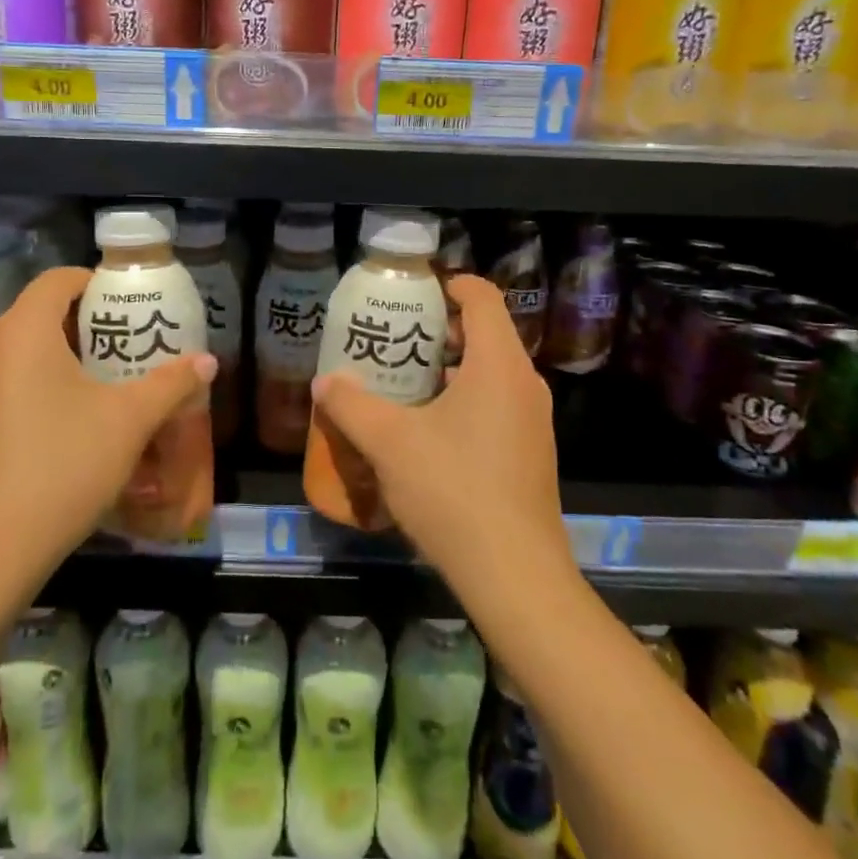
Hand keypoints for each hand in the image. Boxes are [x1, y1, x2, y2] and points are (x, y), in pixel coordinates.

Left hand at [0, 266, 216, 570]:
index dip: (97, 283)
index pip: (58, 280)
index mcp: (23, 332)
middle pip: (43, 315)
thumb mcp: (129, 420)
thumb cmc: (64, 463)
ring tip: (113, 383)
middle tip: (133, 345)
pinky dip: (46, 387)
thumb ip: (171, 384)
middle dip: (91, 325)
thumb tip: (208, 361)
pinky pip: (13, 385)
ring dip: (70, 359)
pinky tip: (77, 424)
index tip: (132, 306)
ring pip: (28, 353)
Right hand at [309, 273, 576, 617]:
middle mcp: (524, 383)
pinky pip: (497, 406)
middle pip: (486, 333)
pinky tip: (428, 434)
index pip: (482, 297)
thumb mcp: (389, 443)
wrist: (514, 574)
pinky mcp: (532, 453)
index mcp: (498, 364)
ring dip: (449, 370)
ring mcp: (533, 421)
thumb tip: (324, 381)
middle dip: (439, 331)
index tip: (413, 294)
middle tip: (394, 342)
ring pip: (491, 373)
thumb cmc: (453, 490)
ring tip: (403, 386)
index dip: (449, 284)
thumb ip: (351, 405)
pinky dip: (464, 401)